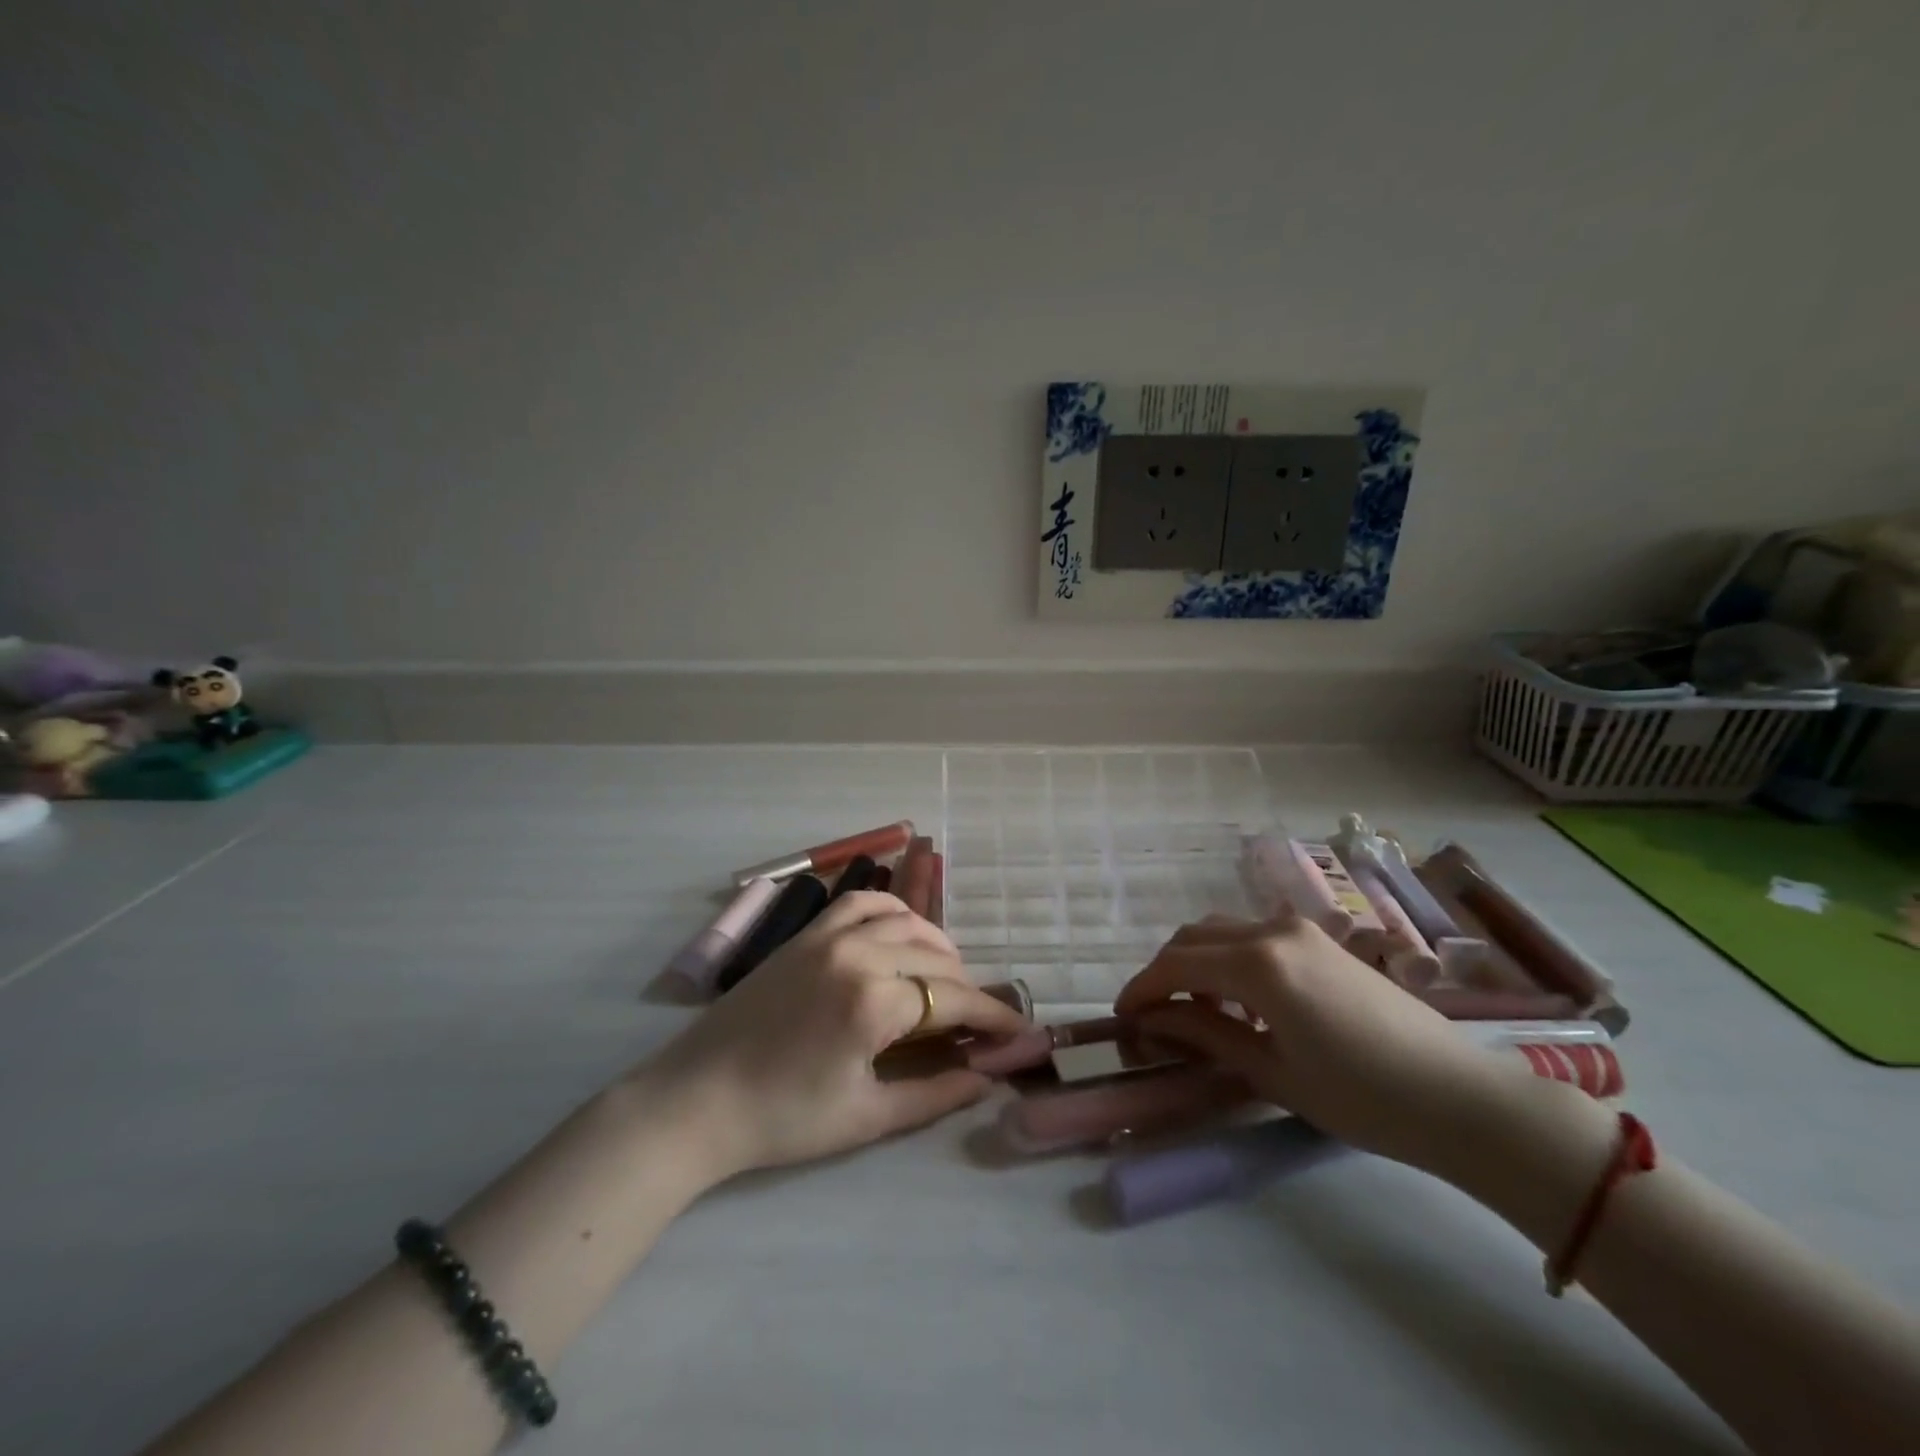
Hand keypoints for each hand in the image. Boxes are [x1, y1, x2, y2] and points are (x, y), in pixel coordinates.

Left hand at [646, 891, 1028, 1180]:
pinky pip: (859, 903)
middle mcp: (858, 955)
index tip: (1019, 1029)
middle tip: (979, 1017)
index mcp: (874, 1003)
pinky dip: (891, 910)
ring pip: (903, 921)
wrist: (696, 1101)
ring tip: (946, 974)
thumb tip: (986, 1078)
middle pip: (935, 958)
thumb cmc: (782, 1120)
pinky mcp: (805, 935)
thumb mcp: (866, 1118)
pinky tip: (900, 931)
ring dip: (935, 944)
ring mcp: (828, 937)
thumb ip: (933, 1094)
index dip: (991, 1016)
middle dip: (967, 986)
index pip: (952, 999)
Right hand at [1115, 912, 1527, 1172]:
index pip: (1175, 965)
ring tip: (1194, 1010)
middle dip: (1164, 972)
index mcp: (1257, 964)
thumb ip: (1205, 1035)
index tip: (1122, 1018)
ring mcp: (1299, 929)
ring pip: (1222, 931)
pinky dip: (1228, 958)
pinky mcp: (1320, 939)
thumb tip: (1152, 1022)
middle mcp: (1271, 931)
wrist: (1458, 1096)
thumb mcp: (1271, 1071)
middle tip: (1153, 1015)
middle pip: (1193, 938)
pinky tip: (1240, 1000)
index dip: (1142, 989)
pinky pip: (1253, 936)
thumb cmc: (1361, 1096)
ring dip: (1196, 962)